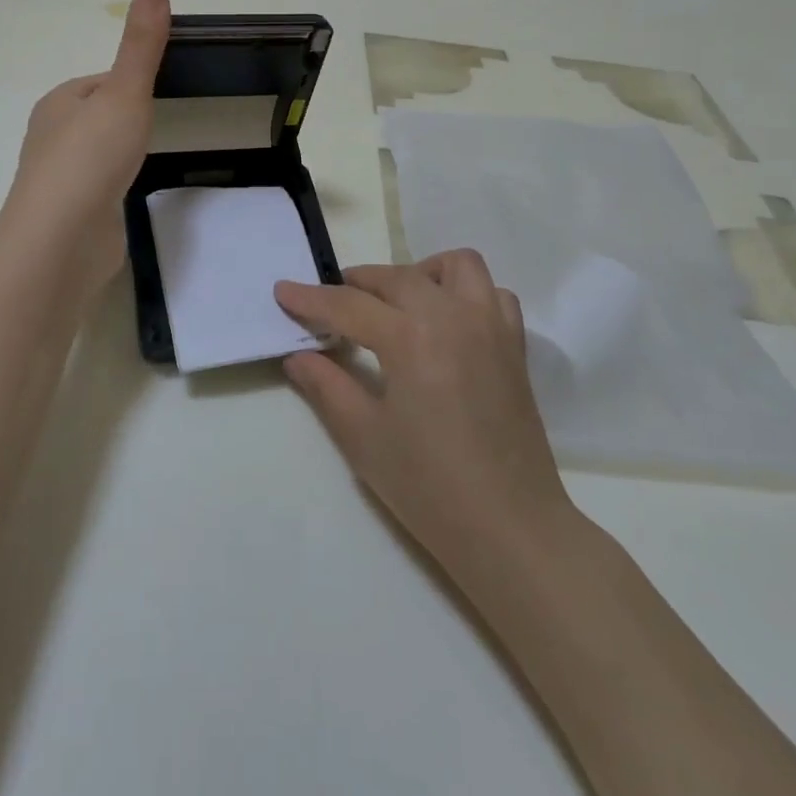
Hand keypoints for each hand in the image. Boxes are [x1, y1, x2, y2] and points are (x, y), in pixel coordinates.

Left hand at [5, 0, 170, 297]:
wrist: (63, 237)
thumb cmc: (92, 156)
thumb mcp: (125, 91)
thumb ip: (141, 44)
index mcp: (59, 103)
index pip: (99, 82)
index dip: (129, 84)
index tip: (159, 92)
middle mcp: (51, 137)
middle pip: (96, 118)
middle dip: (124, 120)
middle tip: (159, 127)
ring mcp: (60, 179)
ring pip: (95, 155)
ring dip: (117, 155)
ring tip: (145, 160)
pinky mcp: (70, 214)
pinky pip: (97, 189)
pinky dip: (113, 188)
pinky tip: (128, 196)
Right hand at [275, 252, 575, 576]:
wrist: (510, 528)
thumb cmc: (428, 486)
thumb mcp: (362, 437)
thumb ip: (326, 386)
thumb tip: (297, 356)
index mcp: (410, 336)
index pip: (348, 304)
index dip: (310, 298)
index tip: (282, 291)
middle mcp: (453, 316)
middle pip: (396, 277)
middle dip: (356, 283)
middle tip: (330, 306)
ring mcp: (490, 327)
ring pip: (456, 267)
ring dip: (419, 274)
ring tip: (397, 305)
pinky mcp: (514, 347)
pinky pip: (491, 294)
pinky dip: (465, 295)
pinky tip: (446, 324)